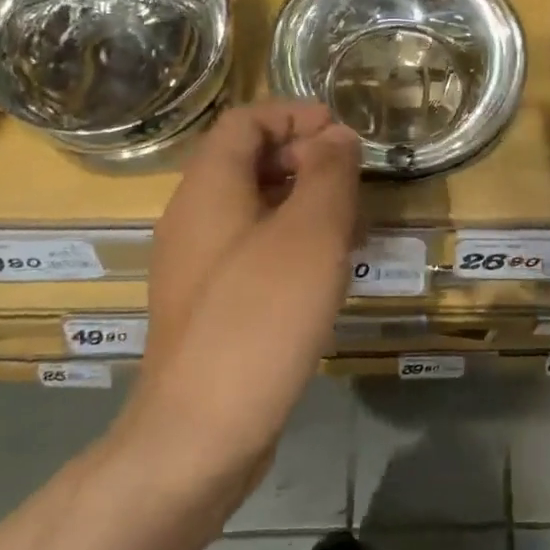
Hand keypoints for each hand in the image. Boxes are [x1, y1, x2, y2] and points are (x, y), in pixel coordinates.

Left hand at [120, 102, 362, 485]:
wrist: (199, 434)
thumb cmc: (259, 319)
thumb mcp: (310, 235)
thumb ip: (328, 175)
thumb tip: (337, 137)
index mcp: (208, 190)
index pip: (245, 121)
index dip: (294, 114)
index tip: (343, 135)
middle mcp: (194, 219)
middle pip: (248, 161)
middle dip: (305, 158)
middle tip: (355, 182)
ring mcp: (198, 266)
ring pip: (255, 208)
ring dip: (304, 202)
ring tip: (352, 226)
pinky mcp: (210, 305)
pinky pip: (253, 250)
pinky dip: (292, 242)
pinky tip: (327, 272)